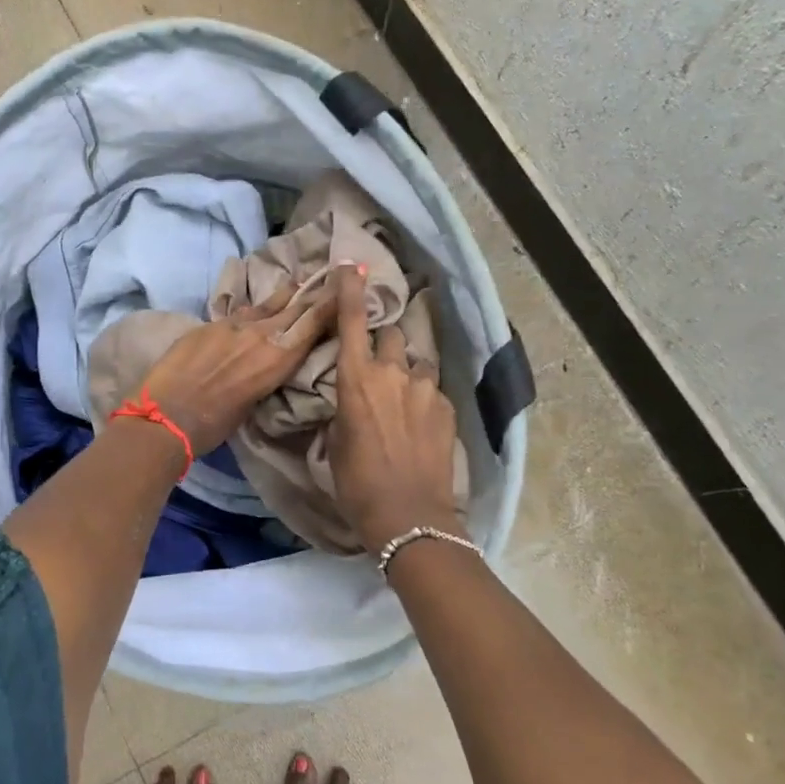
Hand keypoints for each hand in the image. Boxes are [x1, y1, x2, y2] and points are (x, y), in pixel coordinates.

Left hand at [137, 285, 338, 455]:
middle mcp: (262, 334)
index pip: (314, 322)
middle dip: (315, 291)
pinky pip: (239, 312)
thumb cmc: (214, 424)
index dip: (333, 300)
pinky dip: (252, 310)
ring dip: (285, 294)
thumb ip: (267, 373)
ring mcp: (234, 324)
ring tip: (297, 282)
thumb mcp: (254, 402)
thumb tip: (267, 362)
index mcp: (279, 358)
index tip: (348, 281)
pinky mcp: (210, 324)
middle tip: (333, 273)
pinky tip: (254, 308)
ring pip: (267, 304)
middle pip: (295, 306)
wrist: (167, 414)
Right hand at [327, 264, 463, 553]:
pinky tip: (420, 426)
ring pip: (416, 363)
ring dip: (408, 372)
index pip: (353, 321)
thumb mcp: (335, 441)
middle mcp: (393, 373)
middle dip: (384, 343)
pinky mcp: (448, 407)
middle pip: (391, 335)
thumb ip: (345, 407)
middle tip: (379, 366)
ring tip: (404, 400)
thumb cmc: (357, 483)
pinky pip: (433, 390)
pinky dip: (424, 399)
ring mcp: (426, 389)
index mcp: (356, 379)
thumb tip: (354, 398)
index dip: (351, 290)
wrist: (408, 516)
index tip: (352, 267)